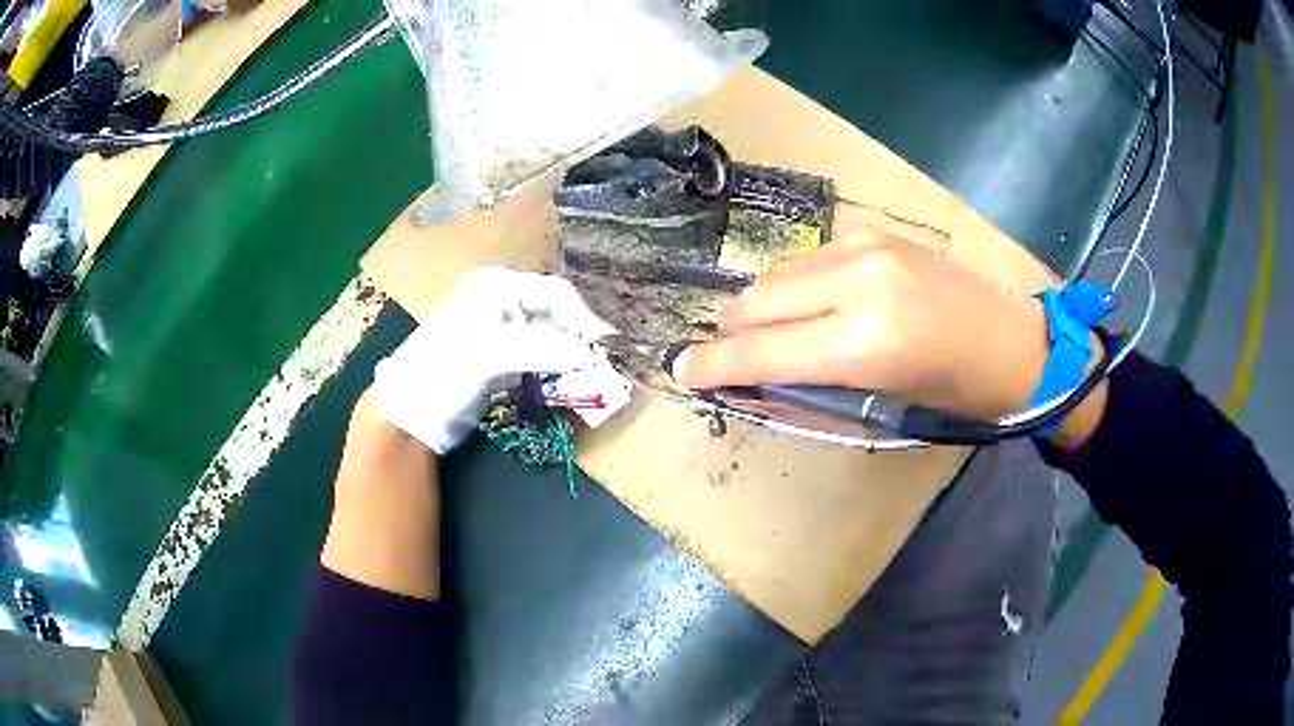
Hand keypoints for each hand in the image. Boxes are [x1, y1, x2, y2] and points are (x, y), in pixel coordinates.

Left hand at [373, 268, 613, 453]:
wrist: (409, 413)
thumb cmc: (442, 372)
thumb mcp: (488, 355)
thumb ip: (539, 350)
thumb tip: (589, 354)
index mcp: (497, 287)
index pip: (556, 293)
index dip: (584, 318)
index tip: (606, 347)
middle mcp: (502, 302)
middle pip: (556, 313)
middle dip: (579, 338)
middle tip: (602, 367)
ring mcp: (502, 331)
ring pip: (551, 337)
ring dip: (571, 357)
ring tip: (590, 378)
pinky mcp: (502, 359)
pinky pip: (540, 358)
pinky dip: (556, 370)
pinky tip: (566, 384)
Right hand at [676, 230, 1052, 420]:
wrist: (1014, 342)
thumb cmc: (954, 395)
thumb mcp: (880, 410)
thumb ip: (806, 392)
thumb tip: (748, 384)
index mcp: (864, 344)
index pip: (760, 351)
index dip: (714, 365)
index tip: (682, 372)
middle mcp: (857, 283)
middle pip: (756, 301)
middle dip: (731, 333)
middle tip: (730, 358)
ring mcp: (864, 248)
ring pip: (776, 275)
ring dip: (761, 309)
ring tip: (772, 335)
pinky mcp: (872, 234)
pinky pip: (807, 262)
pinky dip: (794, 288)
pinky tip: (812, 308)